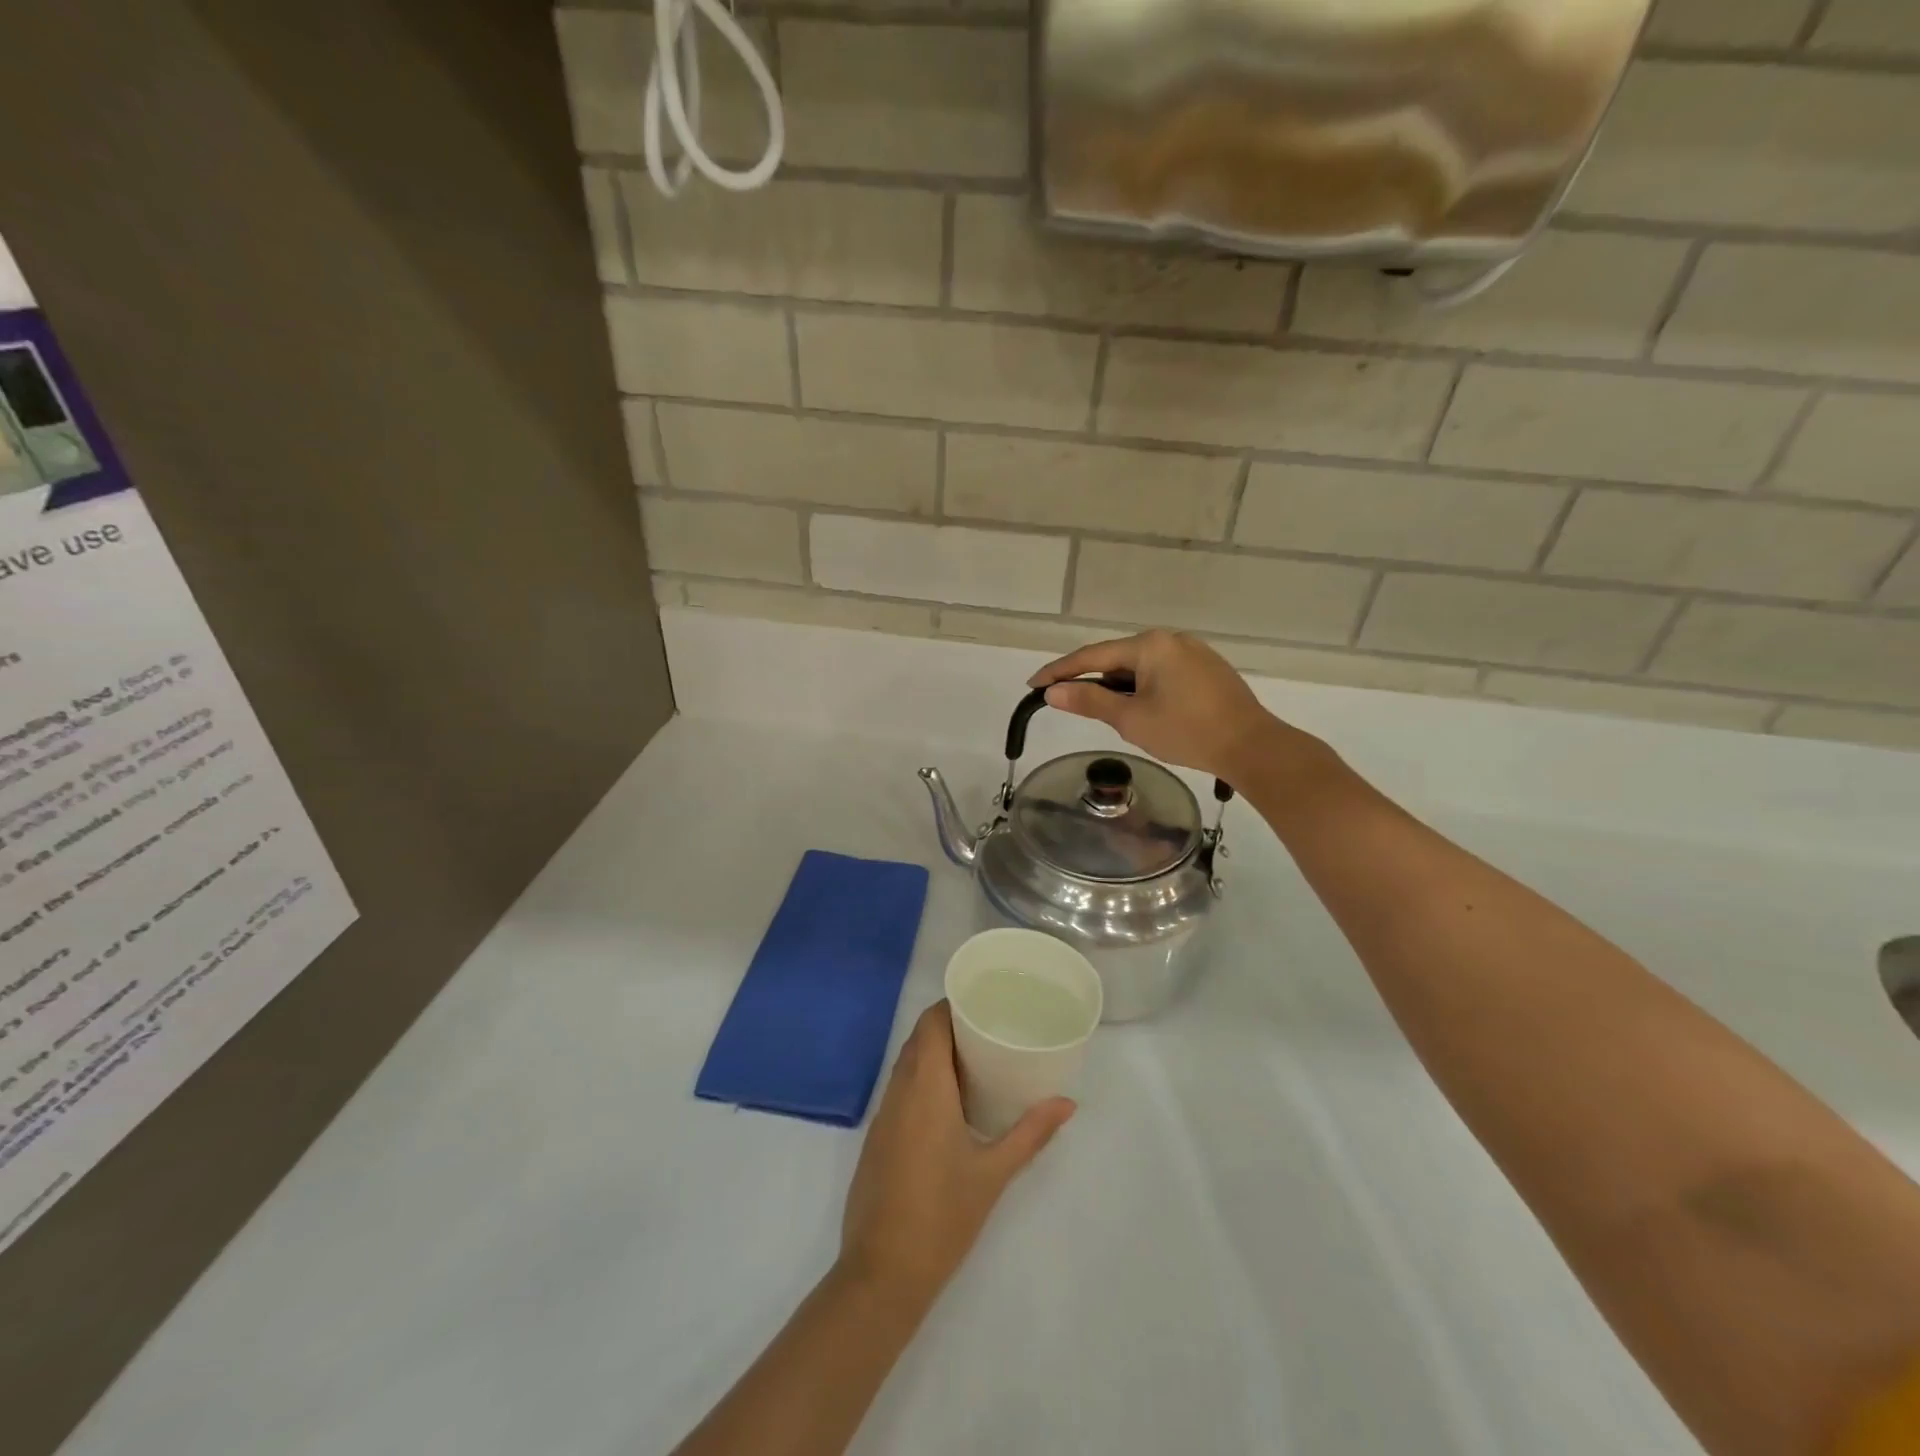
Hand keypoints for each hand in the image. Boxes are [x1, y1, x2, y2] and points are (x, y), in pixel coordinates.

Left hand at [840, 1002, 1073, 1311]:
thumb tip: (1067, 1103)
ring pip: (907, 1062)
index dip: (953, 1005)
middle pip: (919, 1038)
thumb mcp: (993, 1173)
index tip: (984, 1002)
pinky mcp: (877, 1136)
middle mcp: (899, 1090)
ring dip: (935, 1052)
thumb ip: (1030, 1133)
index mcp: (925, 1086)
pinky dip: (922, 1078)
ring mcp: (883, 1114)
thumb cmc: (942, 1216)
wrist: (882, 1272)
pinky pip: (900, 1088)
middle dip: (949, 1026)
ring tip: (976, 1058)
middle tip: (990, 1028)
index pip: (932, 1023)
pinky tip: (949, 1100)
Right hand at [1029, 630, 1295, 780]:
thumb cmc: (1186, 731)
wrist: (1251, 746)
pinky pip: (1163, 673)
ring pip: (1141, 667)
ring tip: (1108, 713)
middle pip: (1117, 658)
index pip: (1092, 656)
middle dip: (1092, 680)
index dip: (1060, 671)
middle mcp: (1171, 639)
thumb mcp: (1131, 719)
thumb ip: (1090, 702)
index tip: (1033, 684)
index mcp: (1150, 645)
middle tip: (1069, 702)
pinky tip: (1143, 710)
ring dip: (1119, 687)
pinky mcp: (1208, 669)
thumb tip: (1053, 693)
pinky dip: (1143, 689)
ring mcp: (1193, 652)